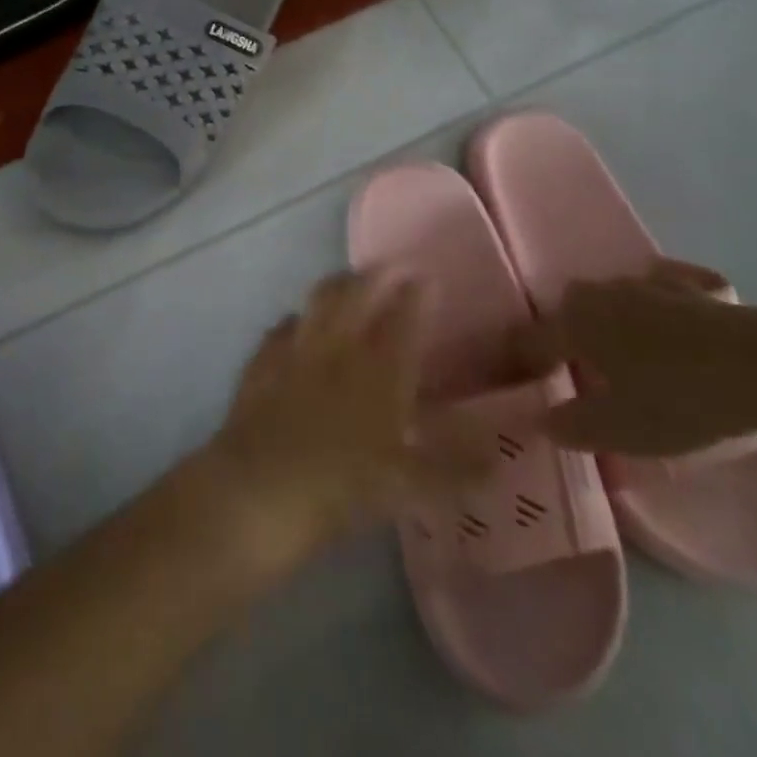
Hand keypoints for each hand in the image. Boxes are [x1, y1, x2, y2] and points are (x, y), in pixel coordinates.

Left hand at [202, 272, 483, 572]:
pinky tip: (296, 324)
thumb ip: (456, 468)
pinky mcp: (261, 362)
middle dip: (377, 275)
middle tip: (391, 266)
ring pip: (317, 300)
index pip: (404, 320)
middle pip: (357, 295)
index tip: (428, 276)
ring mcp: (294, 349)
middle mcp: (337, 348)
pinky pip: (281, 327)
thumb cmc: (341, 488)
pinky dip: (294, 320)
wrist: (259, 490)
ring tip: (347, 281)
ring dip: (336, 285)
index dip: (418, 295)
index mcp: (379, 371)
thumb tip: (497, 455)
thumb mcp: (410, 488)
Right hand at [508, 260, 756, 456]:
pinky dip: (654, 307)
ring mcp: (642, 283)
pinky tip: (670, 326)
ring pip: (609, 301)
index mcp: (572, 323)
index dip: (523, 363)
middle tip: (580, 371)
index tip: (525, 384)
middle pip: (568, 313)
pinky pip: (655, 293)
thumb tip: (541, 419)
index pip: (530, 340)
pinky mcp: (686, 284)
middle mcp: (597, 293)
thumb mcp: (620, 429)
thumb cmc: (678, 398)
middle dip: (567, 337)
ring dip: (609, 321)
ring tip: (627, 354)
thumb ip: (572, 425)